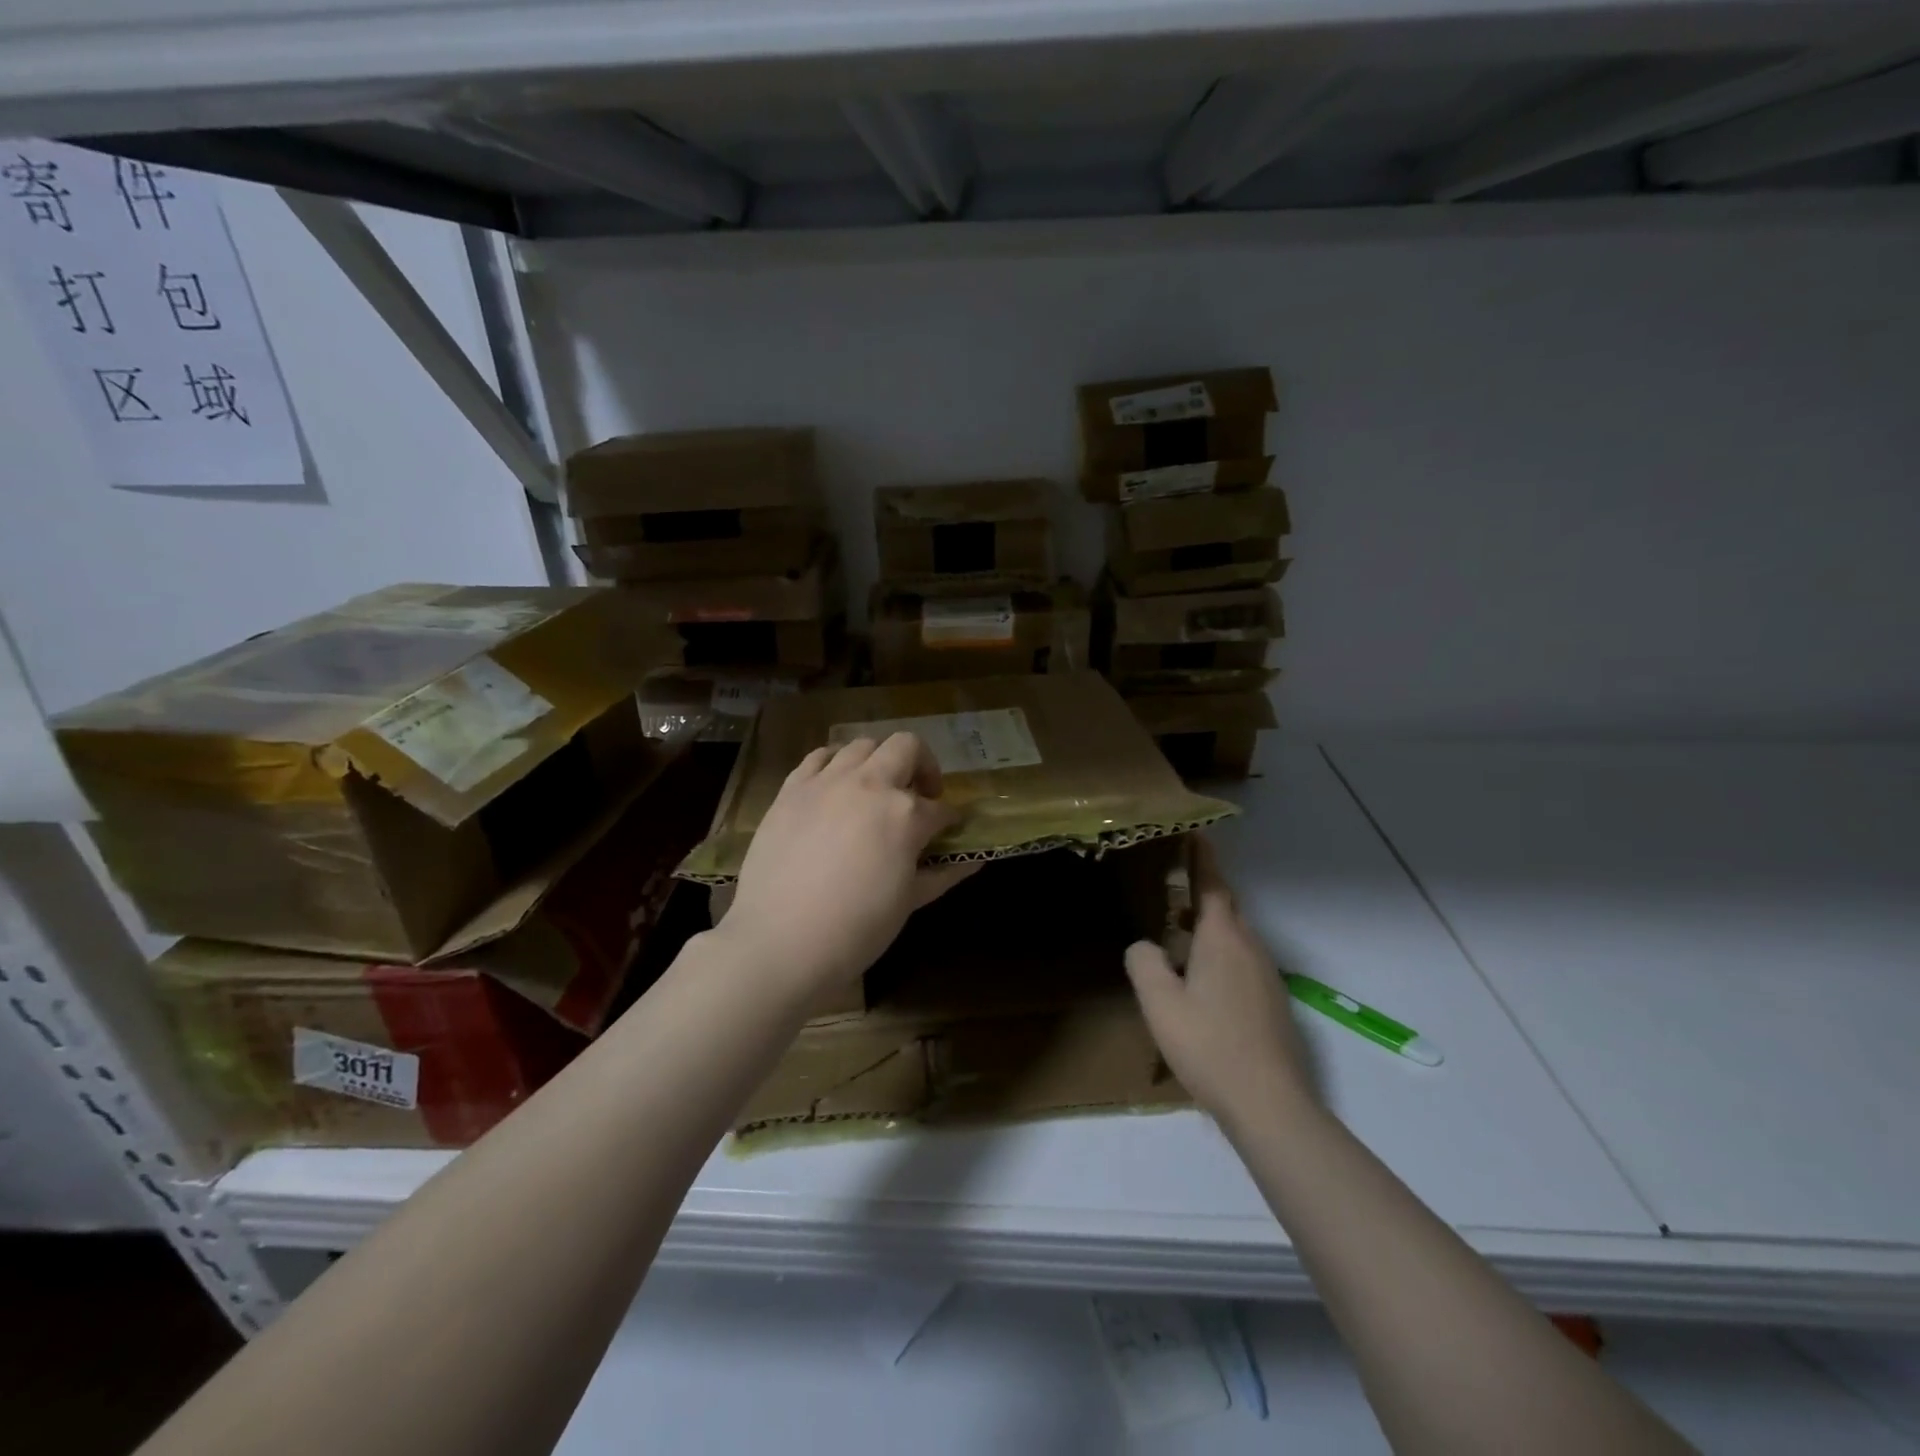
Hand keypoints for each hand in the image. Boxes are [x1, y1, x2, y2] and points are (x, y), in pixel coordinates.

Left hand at [717, 732, 976, 998]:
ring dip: (880, 761)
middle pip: (907, 748)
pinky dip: (835, 763)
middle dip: (922, 766)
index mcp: (905, 814)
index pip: (941, 809)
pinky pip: (819, 756)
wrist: (780, 941)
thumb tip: (973, 860)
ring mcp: (827, 781)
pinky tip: (836, 787)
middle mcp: (870, 784)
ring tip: (876, 789)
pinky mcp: (792, 788)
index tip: (950, 829)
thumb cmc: (856, 929)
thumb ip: (942, 874)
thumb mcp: (908, 902)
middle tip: (919, 796)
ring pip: (863, 744)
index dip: (950, 819)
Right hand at [1124, 837, 1314, 1125]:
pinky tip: (1202, 984)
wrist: (1271, 1104)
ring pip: (1236, 938)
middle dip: (1204, 893)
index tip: (1195, 833)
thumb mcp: (1160, 1004)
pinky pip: (1243, 962)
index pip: (1213, 886)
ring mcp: (1267, 977)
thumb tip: (1145, 946)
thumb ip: (1145, 964)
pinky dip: (1221, 956)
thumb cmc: (1209, 1045)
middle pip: (1227, 909)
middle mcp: (1251, 948)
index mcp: (1223, 939)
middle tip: (1174, 886)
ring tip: (1180, 937)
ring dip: (1211, 928)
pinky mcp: (1274, 1003)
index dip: (1202, 859)